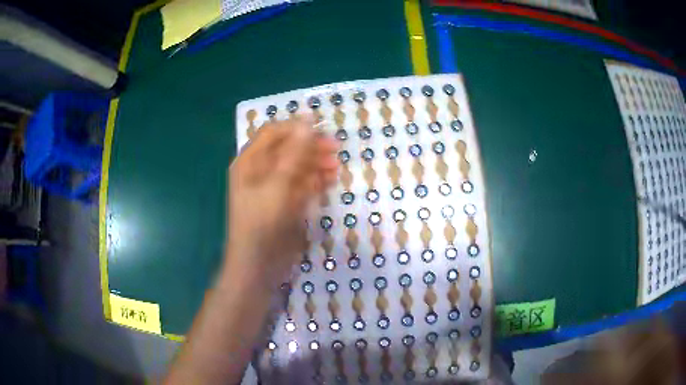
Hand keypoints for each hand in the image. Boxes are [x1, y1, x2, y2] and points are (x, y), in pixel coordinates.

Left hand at [224, 116, 337, 289]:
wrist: (259, 265)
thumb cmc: (262, 223)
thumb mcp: (277, 185)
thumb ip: (294, 154)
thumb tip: (308, 121)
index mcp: (250, 161)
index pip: (274, 133)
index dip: (297, 127)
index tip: (322, 127)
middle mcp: (260, 171)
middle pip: (288, 149)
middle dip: (310, 147)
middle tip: (335, 148)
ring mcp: (274, 188)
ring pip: (297, 167)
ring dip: (316, 164)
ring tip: (336, 166)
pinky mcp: (286, 203)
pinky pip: (301, 185)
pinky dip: (315, 181)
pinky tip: (330, 181)